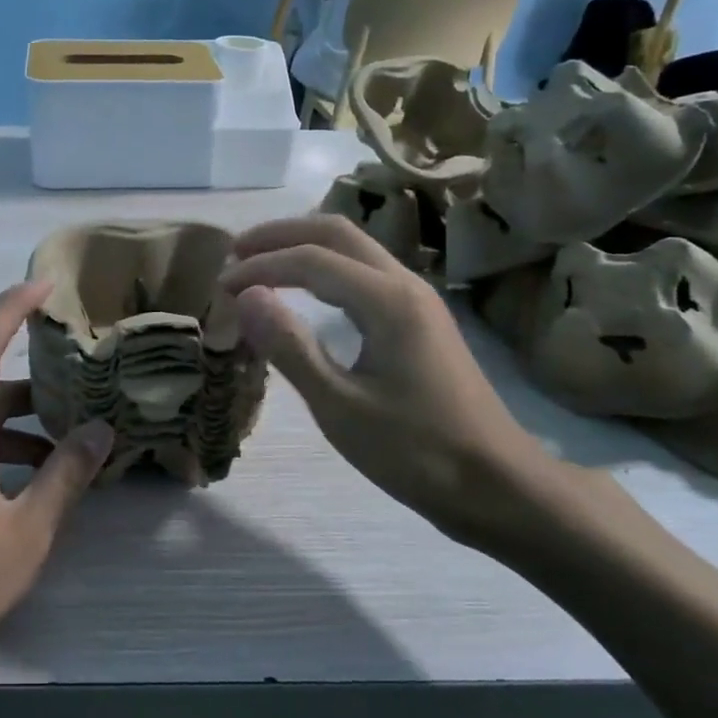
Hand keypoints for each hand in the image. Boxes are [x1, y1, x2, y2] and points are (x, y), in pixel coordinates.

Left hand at [0, 281, 113, 676]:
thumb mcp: (27, 531)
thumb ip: (66, 477)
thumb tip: (102, 429)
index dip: (12, 306)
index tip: (47, 285)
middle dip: (39, 385)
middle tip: (86, 390)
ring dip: (26, 428)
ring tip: (72, 451)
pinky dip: (6, 455)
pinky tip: (33, 491)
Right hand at [219, 214, 557, 555]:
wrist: (498, 485)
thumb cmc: (416, 452)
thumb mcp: (340, 406)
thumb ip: (290, 347)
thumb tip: (245, 296)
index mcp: (388, 301)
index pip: (310, 261)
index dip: (260, 267)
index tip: (220, 287)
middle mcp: (405, 285)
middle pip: (336, 233)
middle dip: (281, 235)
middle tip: (235, 252)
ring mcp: (418, 301)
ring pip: (354, 249)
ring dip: (304, 247)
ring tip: (260, 264)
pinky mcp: (421, 320)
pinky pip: (365, 272)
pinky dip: (325, 269)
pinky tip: (307, 292)